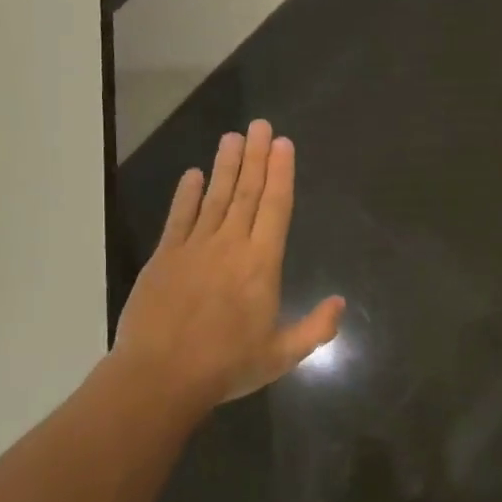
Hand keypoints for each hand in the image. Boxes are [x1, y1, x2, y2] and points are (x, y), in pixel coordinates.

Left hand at [108, 120, 343, 411]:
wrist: (160, 377)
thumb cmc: (227, 366)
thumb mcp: (282, 355)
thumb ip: (316, 328)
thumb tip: (341, 303)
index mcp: (262, 264)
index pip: (275, 208)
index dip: (281, 174)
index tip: (283, 144)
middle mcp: (231, 246)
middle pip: (246, 193)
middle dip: (255, 157)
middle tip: (259, 125)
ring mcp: (194, 248)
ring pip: (215, 197)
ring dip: (225, 166)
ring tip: (232, 137)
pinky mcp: (165, 257)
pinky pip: (179, 218)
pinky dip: (186, 195)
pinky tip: (193, 174)